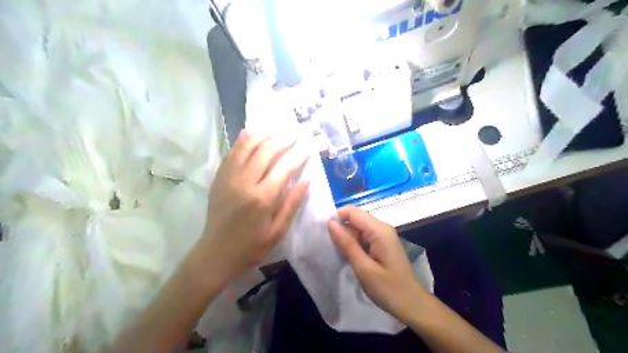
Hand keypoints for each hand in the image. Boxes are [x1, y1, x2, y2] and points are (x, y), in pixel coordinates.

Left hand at [201, 129, 308, 283]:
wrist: (216, 254)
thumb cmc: (251, 247)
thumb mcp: (277, 231)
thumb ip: (291, 204)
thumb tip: (306, 180)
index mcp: (263, 198)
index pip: (285, 168)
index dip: (299, 155)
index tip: (308, 146)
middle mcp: (245, 183)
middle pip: (266, 152)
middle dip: (283, 140)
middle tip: (294, 132)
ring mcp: (229, 178)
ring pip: (247, 148)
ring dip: (263, 135)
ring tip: (276, 128)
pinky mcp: (219, 179)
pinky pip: (231, 154)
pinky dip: (241, 141)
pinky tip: (249, 132)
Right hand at [329, 205, 425, 323]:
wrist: (412, 304)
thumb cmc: (388, 288)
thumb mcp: (363, 268)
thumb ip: (347, 244)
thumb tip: (330, 223)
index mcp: (379, 230)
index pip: (352, 211)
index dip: (336, 217)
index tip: (324, 232)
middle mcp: (382, 227)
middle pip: (355, 218)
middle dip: (341, 229)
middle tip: (330, 248)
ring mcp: (383, 235)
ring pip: (358, 228)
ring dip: (347, 238)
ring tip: (338, 253)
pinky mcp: (382, 244)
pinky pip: (364, 237)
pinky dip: (354, 244)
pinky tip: (349, 256)